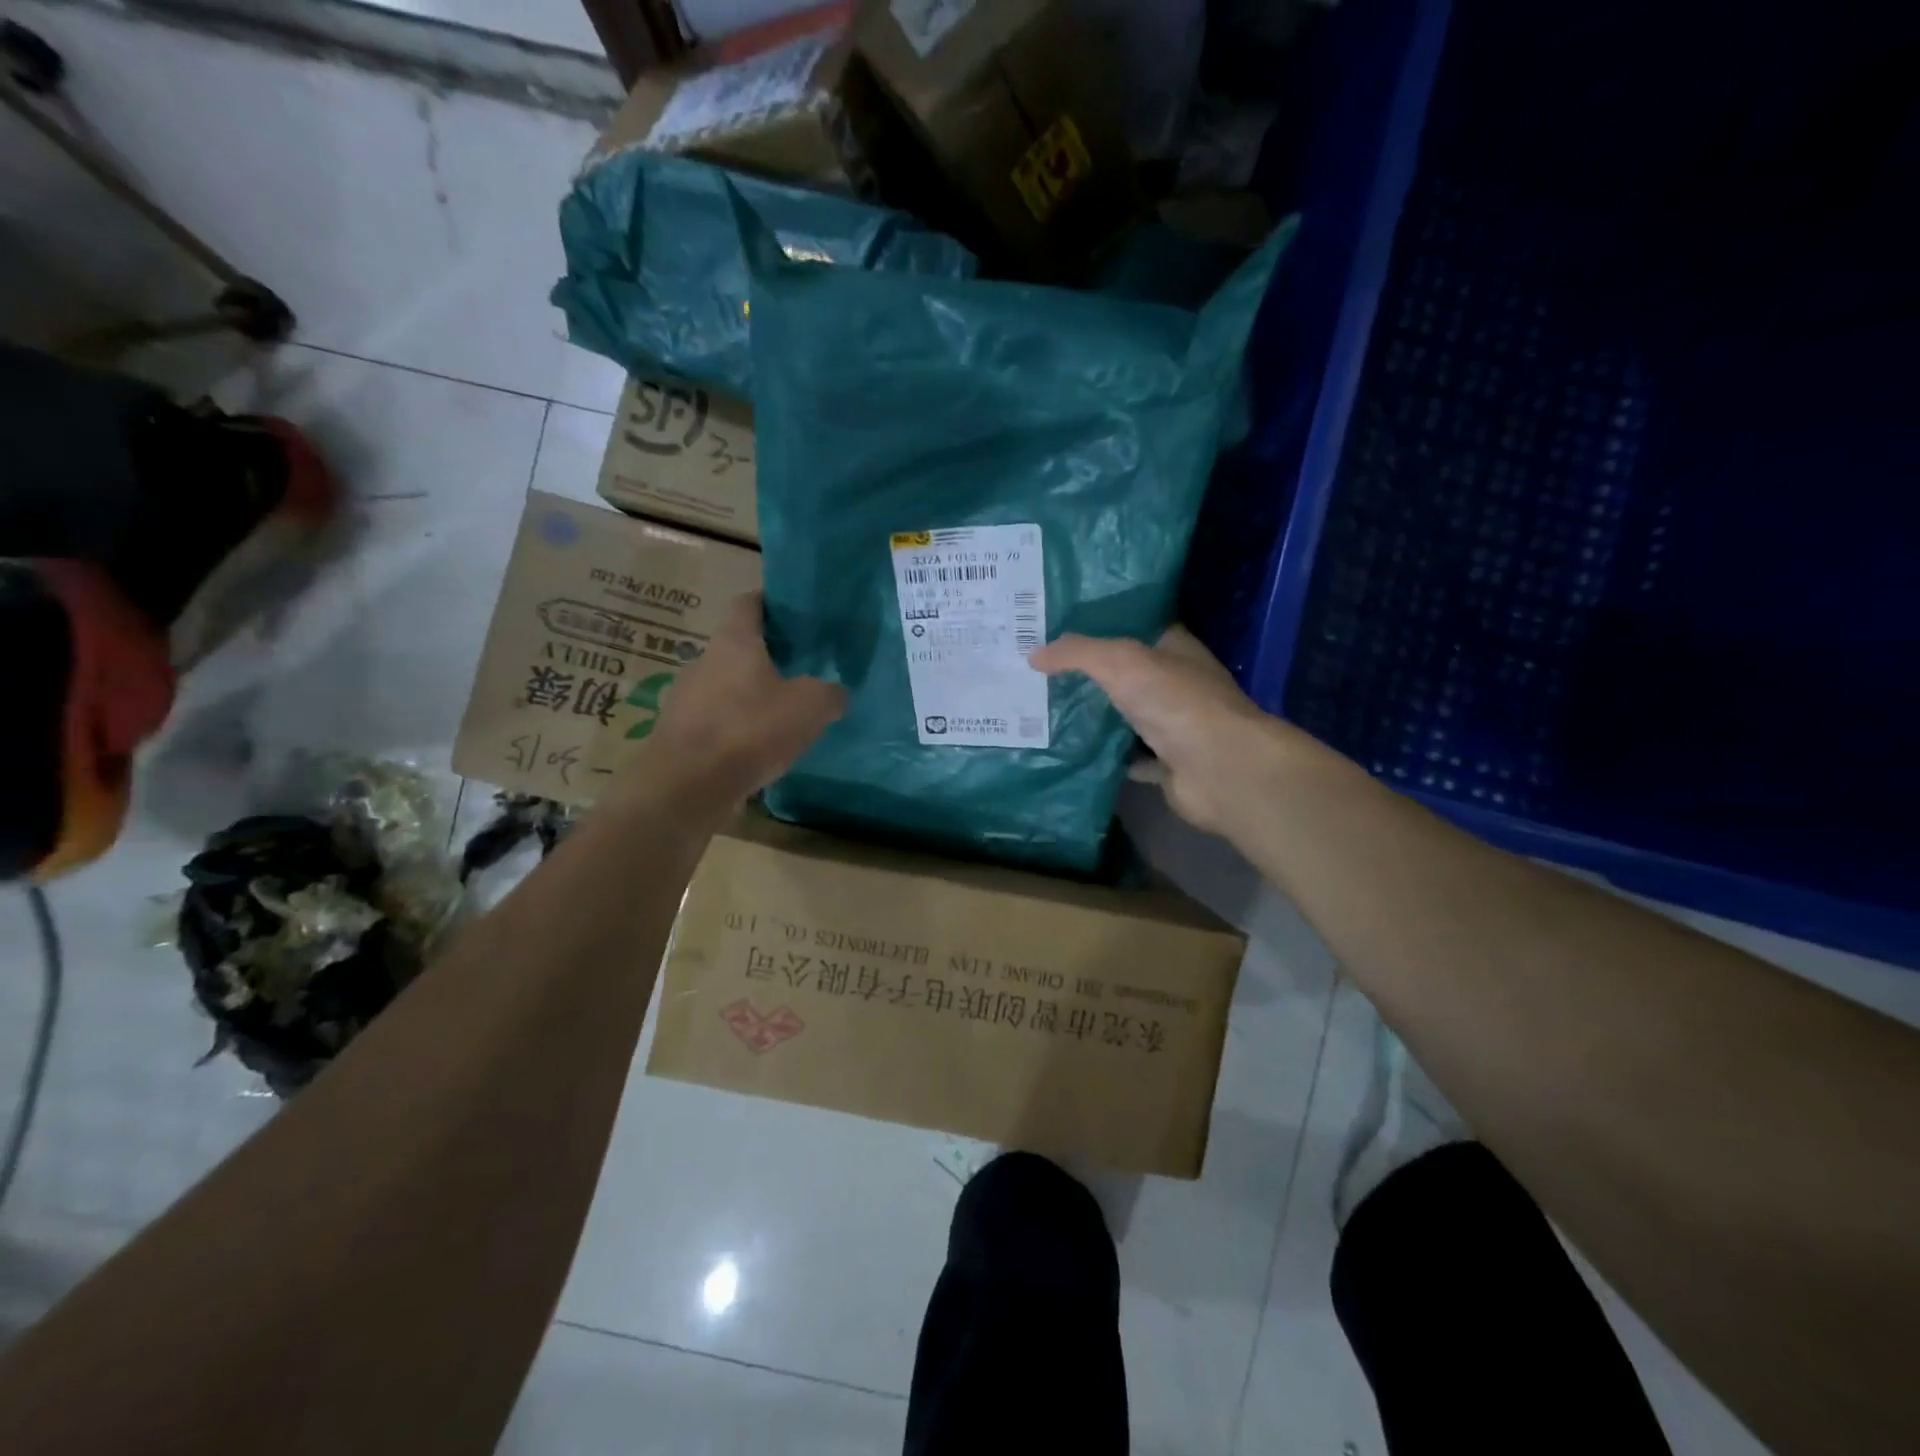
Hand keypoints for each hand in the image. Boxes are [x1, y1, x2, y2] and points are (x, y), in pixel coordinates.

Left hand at [629, 593, 845, 803]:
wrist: (687, 787)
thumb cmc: (750, 730)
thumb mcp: (810, 708)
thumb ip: (829, 694)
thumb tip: (837, 693)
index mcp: (733, 641)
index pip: (749, 603)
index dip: (773, 603)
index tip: (796, 613)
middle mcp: (704, 661)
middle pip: (738, 647)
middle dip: (768, 656)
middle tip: (802, 669)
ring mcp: (686, 698)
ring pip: (727, 686)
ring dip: (751, 695)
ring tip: (783, 714)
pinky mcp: (681, 734)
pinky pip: (716, 721)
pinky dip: (737, 728)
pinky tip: (759, 748)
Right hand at [1030, 626, 1289, 833]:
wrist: (1220, 769)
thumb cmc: (1176, 702)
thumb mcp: (1121, 662)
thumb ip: (1077, 653)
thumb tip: (1034, 654)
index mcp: (1175, 650)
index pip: (1137, 627)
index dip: (1102, 623)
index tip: (1060, 626)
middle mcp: (1177, 686)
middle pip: (1128, 674)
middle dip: (1090, 673)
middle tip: (1040, 670)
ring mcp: (1174, 727)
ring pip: (1127, 717)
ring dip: (1096, 716)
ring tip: (1046, 709)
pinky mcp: (1168, 765)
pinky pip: (1129, 758)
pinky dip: (1106, 757)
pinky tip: (1071, 752)